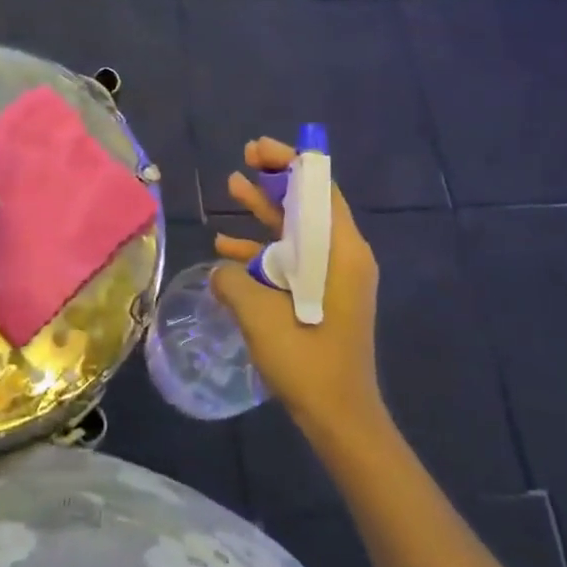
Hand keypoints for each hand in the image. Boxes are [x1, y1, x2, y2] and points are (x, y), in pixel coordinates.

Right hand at [209, 138, 386, 445]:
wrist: (339, 417)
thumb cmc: (307, 361)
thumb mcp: (260, 315)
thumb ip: (234, 280)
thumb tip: (222, 268)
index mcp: (342, 251)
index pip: (320, 188)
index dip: (290, 163)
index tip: (259, 150)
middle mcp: (343, 256)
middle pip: (309, 203)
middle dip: (276, 179)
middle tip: (245, 158)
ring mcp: (334, 277)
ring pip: (297, 229)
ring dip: (265, 210)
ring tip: (232, 185)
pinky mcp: (322, 296)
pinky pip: (293, 259)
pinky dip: (264, 248)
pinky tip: (227, 246)